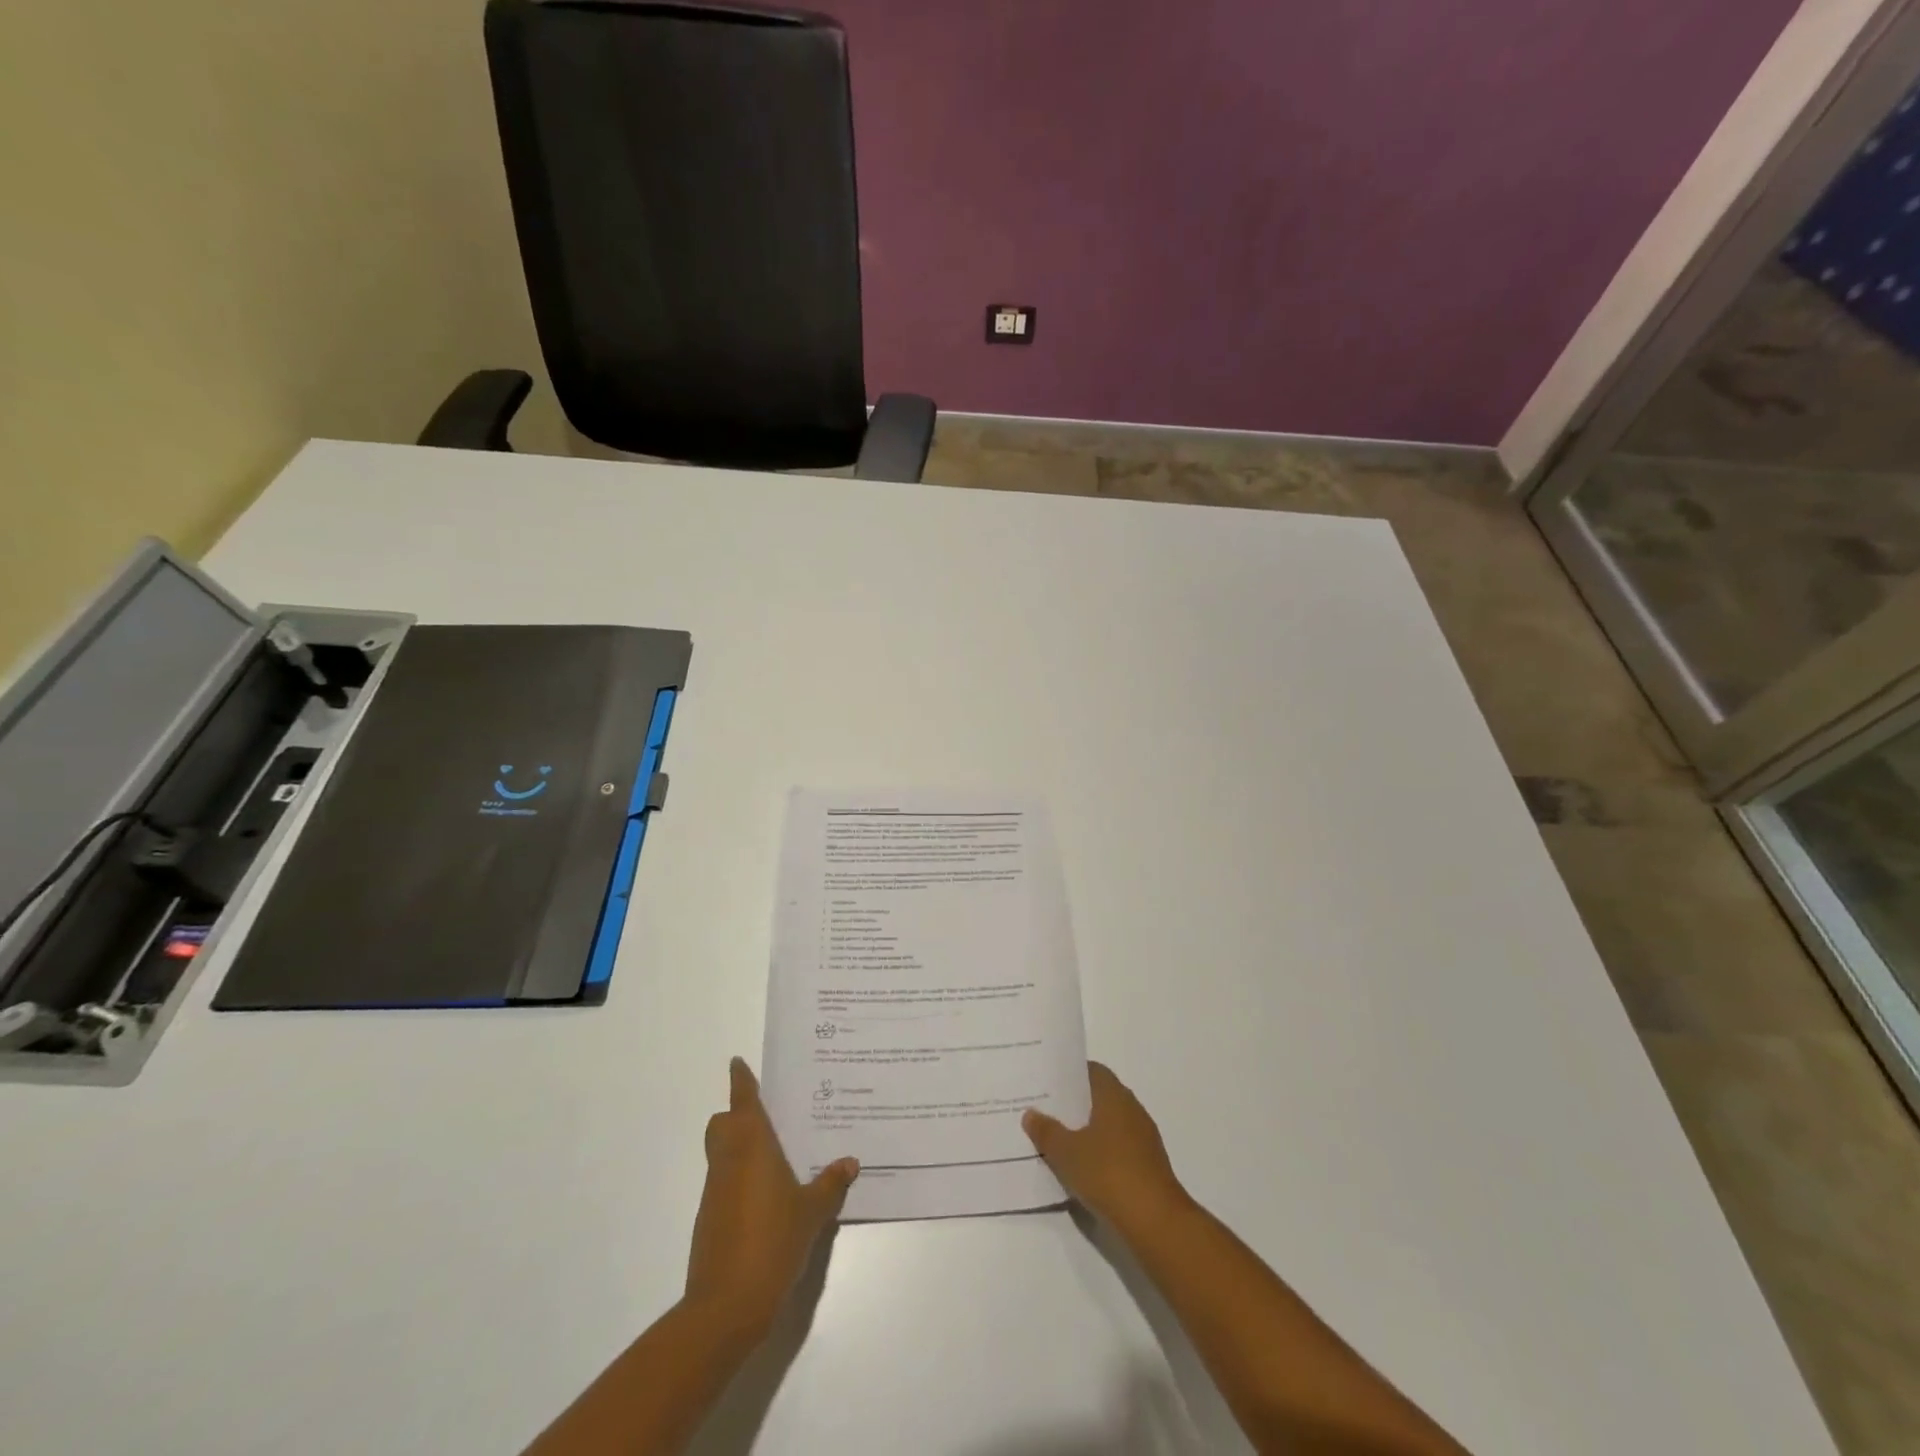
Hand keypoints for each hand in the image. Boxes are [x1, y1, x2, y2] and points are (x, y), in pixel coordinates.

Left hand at [684, 1058, 857, 1337]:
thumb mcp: (812, 1212)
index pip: (743, 1102)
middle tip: (767, 1116)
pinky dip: (739, 1178)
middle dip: (736, 1115)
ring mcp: (715, 1191)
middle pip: (722, 1124)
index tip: (738, 1063)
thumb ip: (830, 1183)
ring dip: (739, 1147)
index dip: (741, 1081)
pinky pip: (724, 1182)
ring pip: (721, 1153)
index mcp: (752, 1146)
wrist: (726, 1305)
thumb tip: (850, 1162)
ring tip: (775, 1156)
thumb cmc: (772, 1242)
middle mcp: (728, 1160)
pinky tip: (766, 1197)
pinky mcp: (710, 1219)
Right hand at [1024, 1062, 1189, 1238]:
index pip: (1093, 1071)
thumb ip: (1047, 1131)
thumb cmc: (1108, 1173)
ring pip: (1110, 1124)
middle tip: (1047, 1110)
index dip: (1071, 1074)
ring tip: (1060, 1140)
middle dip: (1076, 1104)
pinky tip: (1083, 1168)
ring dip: (1088, 1130)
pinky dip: (1102, 1152)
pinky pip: (1119, 1148)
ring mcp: (1144, 1138)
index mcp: (1114, 1096)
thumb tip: (1030, 1113)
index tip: (1049, 1082)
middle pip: (1100, 1097)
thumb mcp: (1067, 1153)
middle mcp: (1132, 1109)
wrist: (1155, 1221)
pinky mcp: (1149, 1165)